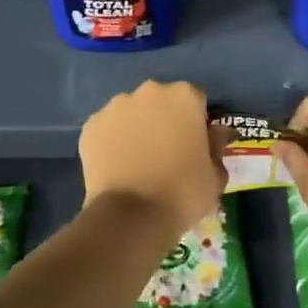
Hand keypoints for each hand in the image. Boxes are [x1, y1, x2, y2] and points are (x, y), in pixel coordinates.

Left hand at [78, 81, 227, 239]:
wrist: (132, 216)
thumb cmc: (183, 193)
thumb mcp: (215, 175)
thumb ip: (216, 147)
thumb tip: (217, 133)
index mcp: (184, 96)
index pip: (195, 100)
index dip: (196, 122)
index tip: (194, 144)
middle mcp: (150, 91)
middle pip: (160, 100)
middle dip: (164, 119)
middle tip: (165, 151)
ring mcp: (116, 106)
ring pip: (131, 112)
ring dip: (136, 127)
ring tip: (137, 161)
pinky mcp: (91, 125)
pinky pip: (107, 129)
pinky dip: (112, 141)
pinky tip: (116, 166)